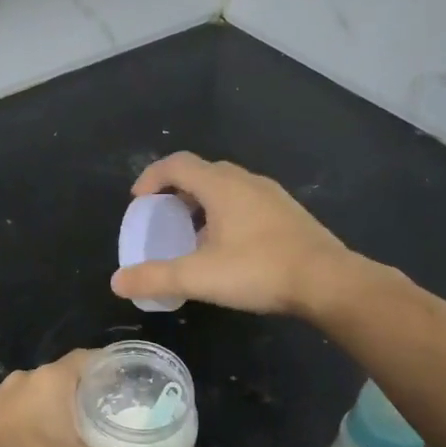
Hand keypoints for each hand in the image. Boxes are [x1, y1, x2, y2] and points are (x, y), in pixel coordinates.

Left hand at [0, 351, 179, 446]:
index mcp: (52, 379)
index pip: (86, 358)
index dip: (106, 365)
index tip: (123, 378)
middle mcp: (25, 378)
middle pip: (61, 374)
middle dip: (81, 387)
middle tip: (104, 406)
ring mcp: (0, 395)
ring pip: (35, 390)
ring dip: (52, 402)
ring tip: (73, 423)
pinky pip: (14, 407)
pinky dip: (29, 416)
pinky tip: (38, 438)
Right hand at [109, 153, 355, 318]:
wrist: (329, 282)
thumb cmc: (259, 270)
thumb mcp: (199, 277)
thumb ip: (155, 277)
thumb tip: (116, 282)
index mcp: (220, 185)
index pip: (176, 164)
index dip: (151, 177)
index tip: (138, 201)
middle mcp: (245, 181)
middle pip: (202, 172)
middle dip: (176, 190)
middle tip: (162, 216)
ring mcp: (271, 195)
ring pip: (227, 187)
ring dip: (202, 202)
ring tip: (192, 234)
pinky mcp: (288, 213)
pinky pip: (247, 202)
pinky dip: (226, 213)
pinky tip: (229, 247)